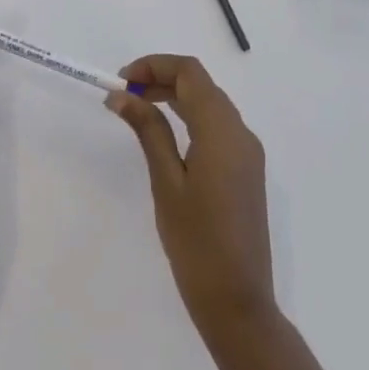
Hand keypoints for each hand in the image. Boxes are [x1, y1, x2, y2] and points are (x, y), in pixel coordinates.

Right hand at [108, 55, 275, 338]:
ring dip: (174, 96)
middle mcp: (241, 133)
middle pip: (201, 84)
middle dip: (161, 78)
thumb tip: (121, 96)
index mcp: (222, 131)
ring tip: (137, 109)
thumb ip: (148, 131)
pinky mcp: (245, 170)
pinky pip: (217, 126)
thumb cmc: (197, 243)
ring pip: (209, 103)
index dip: (154, 65)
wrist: (238, 303)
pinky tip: (165, 134)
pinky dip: (189, 117)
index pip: (190, 72)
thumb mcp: (166, 182)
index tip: (121, 82)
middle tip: (123, 95)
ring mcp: (247, 153)